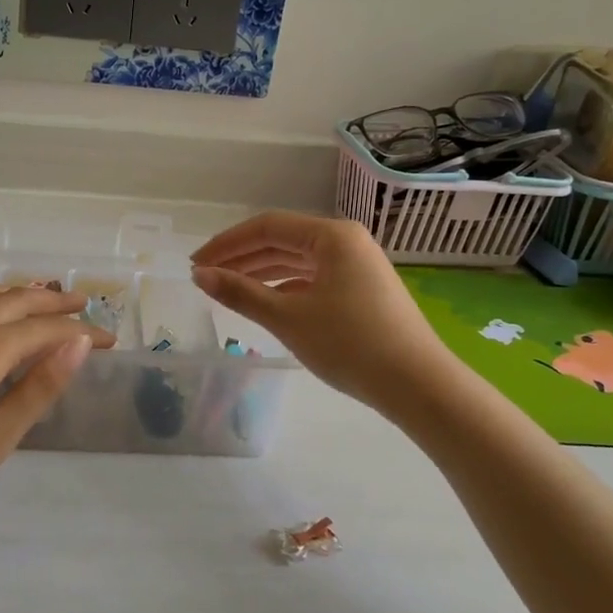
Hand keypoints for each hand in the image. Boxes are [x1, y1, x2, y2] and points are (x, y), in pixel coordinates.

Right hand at [190, 212, 450, 410]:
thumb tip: (200, 276)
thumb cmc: (350, 344)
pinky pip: (314, 279)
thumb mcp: (288, 318)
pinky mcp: (363, 291)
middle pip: (282, 241)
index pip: (267, 227)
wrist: (417, 385)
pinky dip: (286, 288)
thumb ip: (241, 293)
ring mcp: (358, 266)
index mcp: (332, 236)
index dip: (226, 244)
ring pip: (298, 262)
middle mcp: (347, 242)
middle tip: (205, 278)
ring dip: (261, 273)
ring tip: (228, 290)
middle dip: (242, 258)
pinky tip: (266, 303)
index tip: (195, 264)